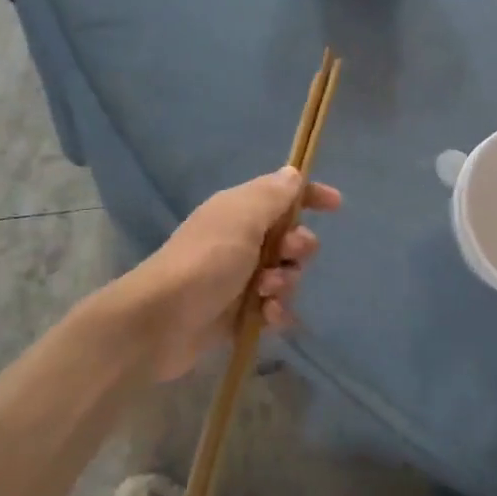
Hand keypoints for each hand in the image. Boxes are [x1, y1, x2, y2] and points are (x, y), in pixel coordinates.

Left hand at [122, 167, 341, 381]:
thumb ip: (272, 195)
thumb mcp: (242, 218)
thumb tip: (293, 174)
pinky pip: (275, 307)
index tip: (336, 205)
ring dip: (286, 282)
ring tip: (266, 292)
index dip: (310, 196)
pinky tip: (267, 316)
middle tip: (288, 254)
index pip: (283, 195)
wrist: (160, 321)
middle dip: (299, 246)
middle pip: (291, 237)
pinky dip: (277, 311)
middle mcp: (242, 240)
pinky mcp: (240, 313)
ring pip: (287, 274)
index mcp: (240, 211)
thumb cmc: (205, 261)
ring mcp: (241, 278)